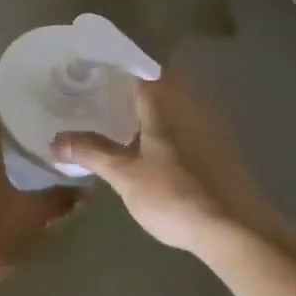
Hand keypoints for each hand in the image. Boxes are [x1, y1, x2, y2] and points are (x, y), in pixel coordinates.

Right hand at [52, 74, 270, 252]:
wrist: (240, 233)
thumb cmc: (176, 196)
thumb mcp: (125, 175)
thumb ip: (91, 152)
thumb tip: (56, 141)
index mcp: (163, 99)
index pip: (136, 64)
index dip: (112, 62)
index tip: (89, 67)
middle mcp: (189, 101)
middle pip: (156, 80)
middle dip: (128, 85)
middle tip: (98, 95)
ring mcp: (210, 123)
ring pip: (173, 101)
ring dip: (149, 106)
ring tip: (119, 120)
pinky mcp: (221, 147)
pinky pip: (186, 122)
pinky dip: (166, 126)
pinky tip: (152, 148)